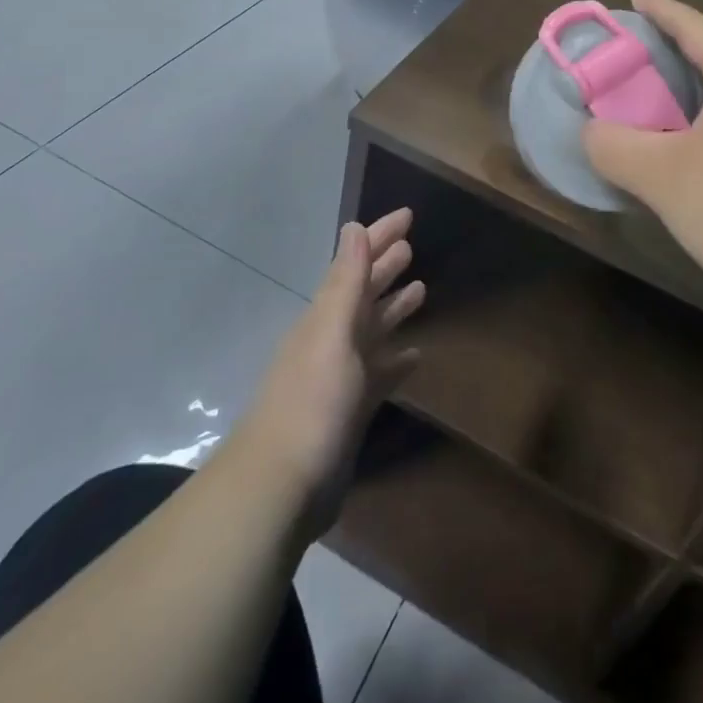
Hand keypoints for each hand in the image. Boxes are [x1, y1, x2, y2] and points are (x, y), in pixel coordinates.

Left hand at [240, 210, 424, 518]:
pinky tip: (414, 356)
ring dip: (393, 308)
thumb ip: (345, 281)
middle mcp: (332, 340)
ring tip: (421, 288)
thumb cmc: (311, 402)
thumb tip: (354, 226)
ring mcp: (340, 378)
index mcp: (326, 317)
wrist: (281, 487)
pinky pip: (378, 374)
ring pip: (372, 330)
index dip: (380, 238)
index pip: (356, 264)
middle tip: (412, 245)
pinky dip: (395, 360)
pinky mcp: (350, 412)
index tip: (407, 215)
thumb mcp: (331, 332)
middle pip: (364, 294)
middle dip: (385, 267)